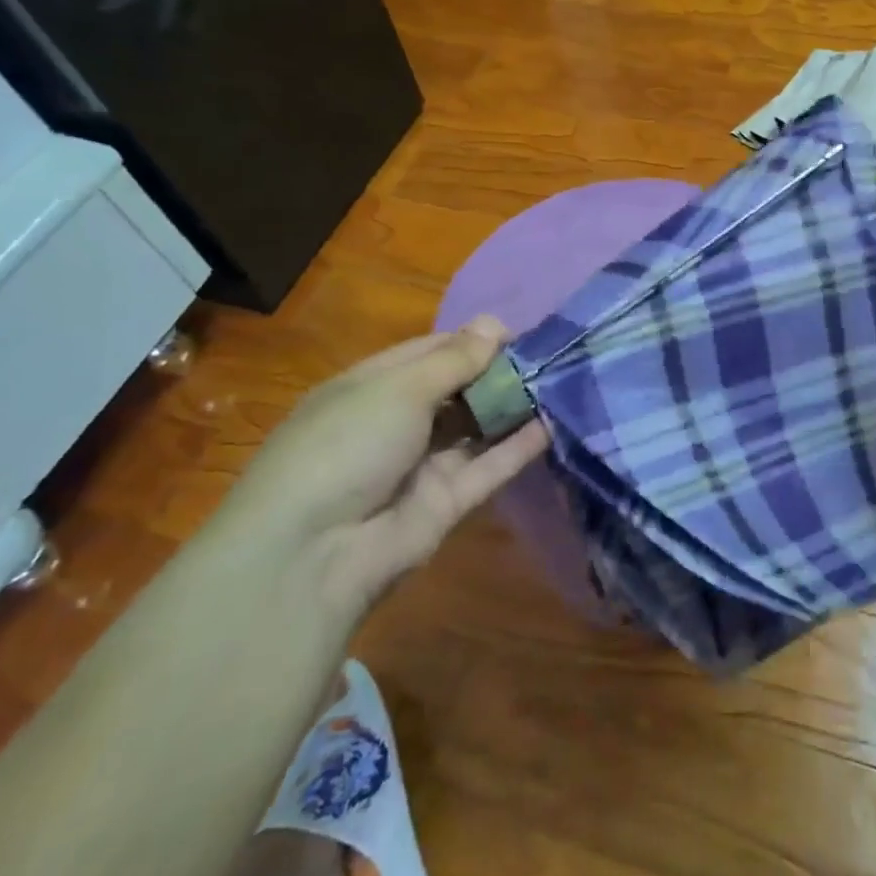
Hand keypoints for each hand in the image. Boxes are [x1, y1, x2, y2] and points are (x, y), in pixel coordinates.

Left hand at [215, 318, 548, 616]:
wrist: (314, 551)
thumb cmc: (347, 444)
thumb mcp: (398, 389)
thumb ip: (454, 359)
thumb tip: (494, 323)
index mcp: (372, 387)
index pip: (430, 352)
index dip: (472, 340)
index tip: (518, 334)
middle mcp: (399, 422)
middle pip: (458, 389)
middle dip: (499, 372)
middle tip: (548, 358)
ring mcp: (424, 464)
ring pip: (477, 427)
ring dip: (514, 406)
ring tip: (561, 383)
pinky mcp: (449, 502)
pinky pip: (489, 466)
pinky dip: (519, 446)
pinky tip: (554, 423)